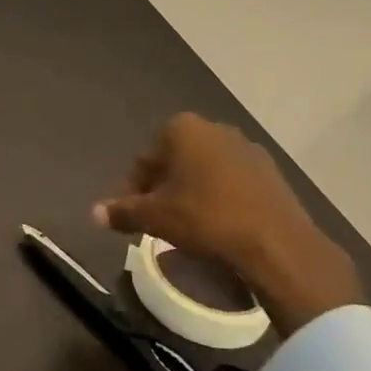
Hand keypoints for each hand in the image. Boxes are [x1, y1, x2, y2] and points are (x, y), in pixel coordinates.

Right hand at [94, 113, 357, 335]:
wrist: (276, 242)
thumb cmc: (206, 218)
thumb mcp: (155, 217)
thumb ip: (123, 211)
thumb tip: (94, 213)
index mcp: (182, 129)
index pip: (146, 158)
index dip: (134, 188)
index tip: (133, 215)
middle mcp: (215, 128)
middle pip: (175, 160)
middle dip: (163, 187)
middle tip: (157, 220)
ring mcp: (247, 148)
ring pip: (205, 170)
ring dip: (192, 192)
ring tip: (187, 226)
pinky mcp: (271, 171)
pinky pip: (232, 181)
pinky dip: (219, 198)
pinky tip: (219, 226)